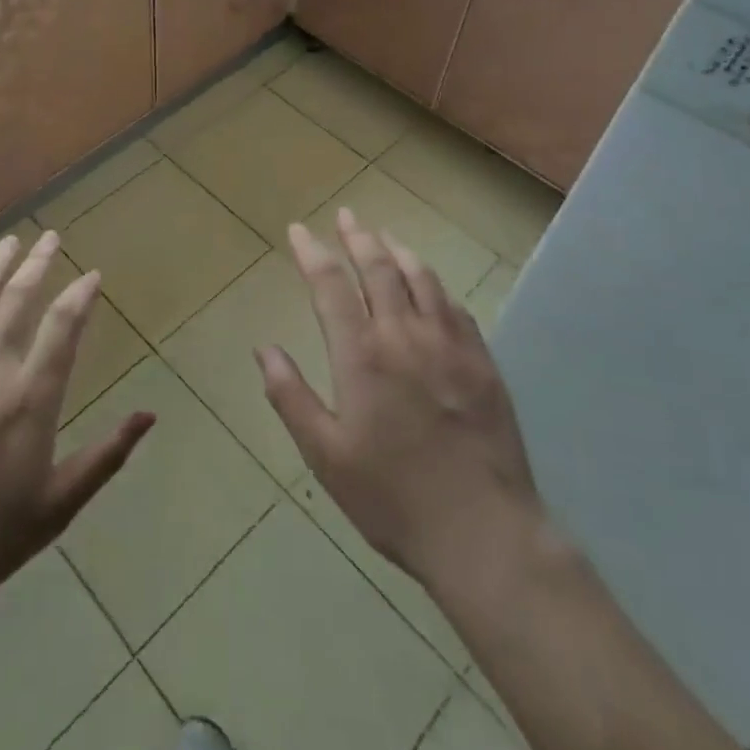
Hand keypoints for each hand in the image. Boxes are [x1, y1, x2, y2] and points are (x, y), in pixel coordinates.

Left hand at [0, 233, 154, 617]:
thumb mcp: (59, 504)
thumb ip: (106, 455)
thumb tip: (150, 415)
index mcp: (31, 399)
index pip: (63, 328)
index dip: (81, 295)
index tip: (92, 274)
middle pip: (19, 299)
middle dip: (40, 263)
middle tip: (52, 237)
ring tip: (12, 240)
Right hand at [257, 209, 541, 590]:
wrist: (485, 533)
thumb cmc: (392, 497)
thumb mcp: (325, 455)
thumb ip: (290, 396)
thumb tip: (264, 348)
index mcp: (362, 355)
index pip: (330, 284)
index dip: (312, 252)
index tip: (299, 230)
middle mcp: (405, 335)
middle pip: (379, 268)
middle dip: (358, 237)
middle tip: (346, 216)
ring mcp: (450, 345)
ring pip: (422, 279)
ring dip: (399, 251)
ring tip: (384, 236)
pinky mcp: (483, 363)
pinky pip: (456, 308)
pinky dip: (436, 286)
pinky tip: (431, 287)